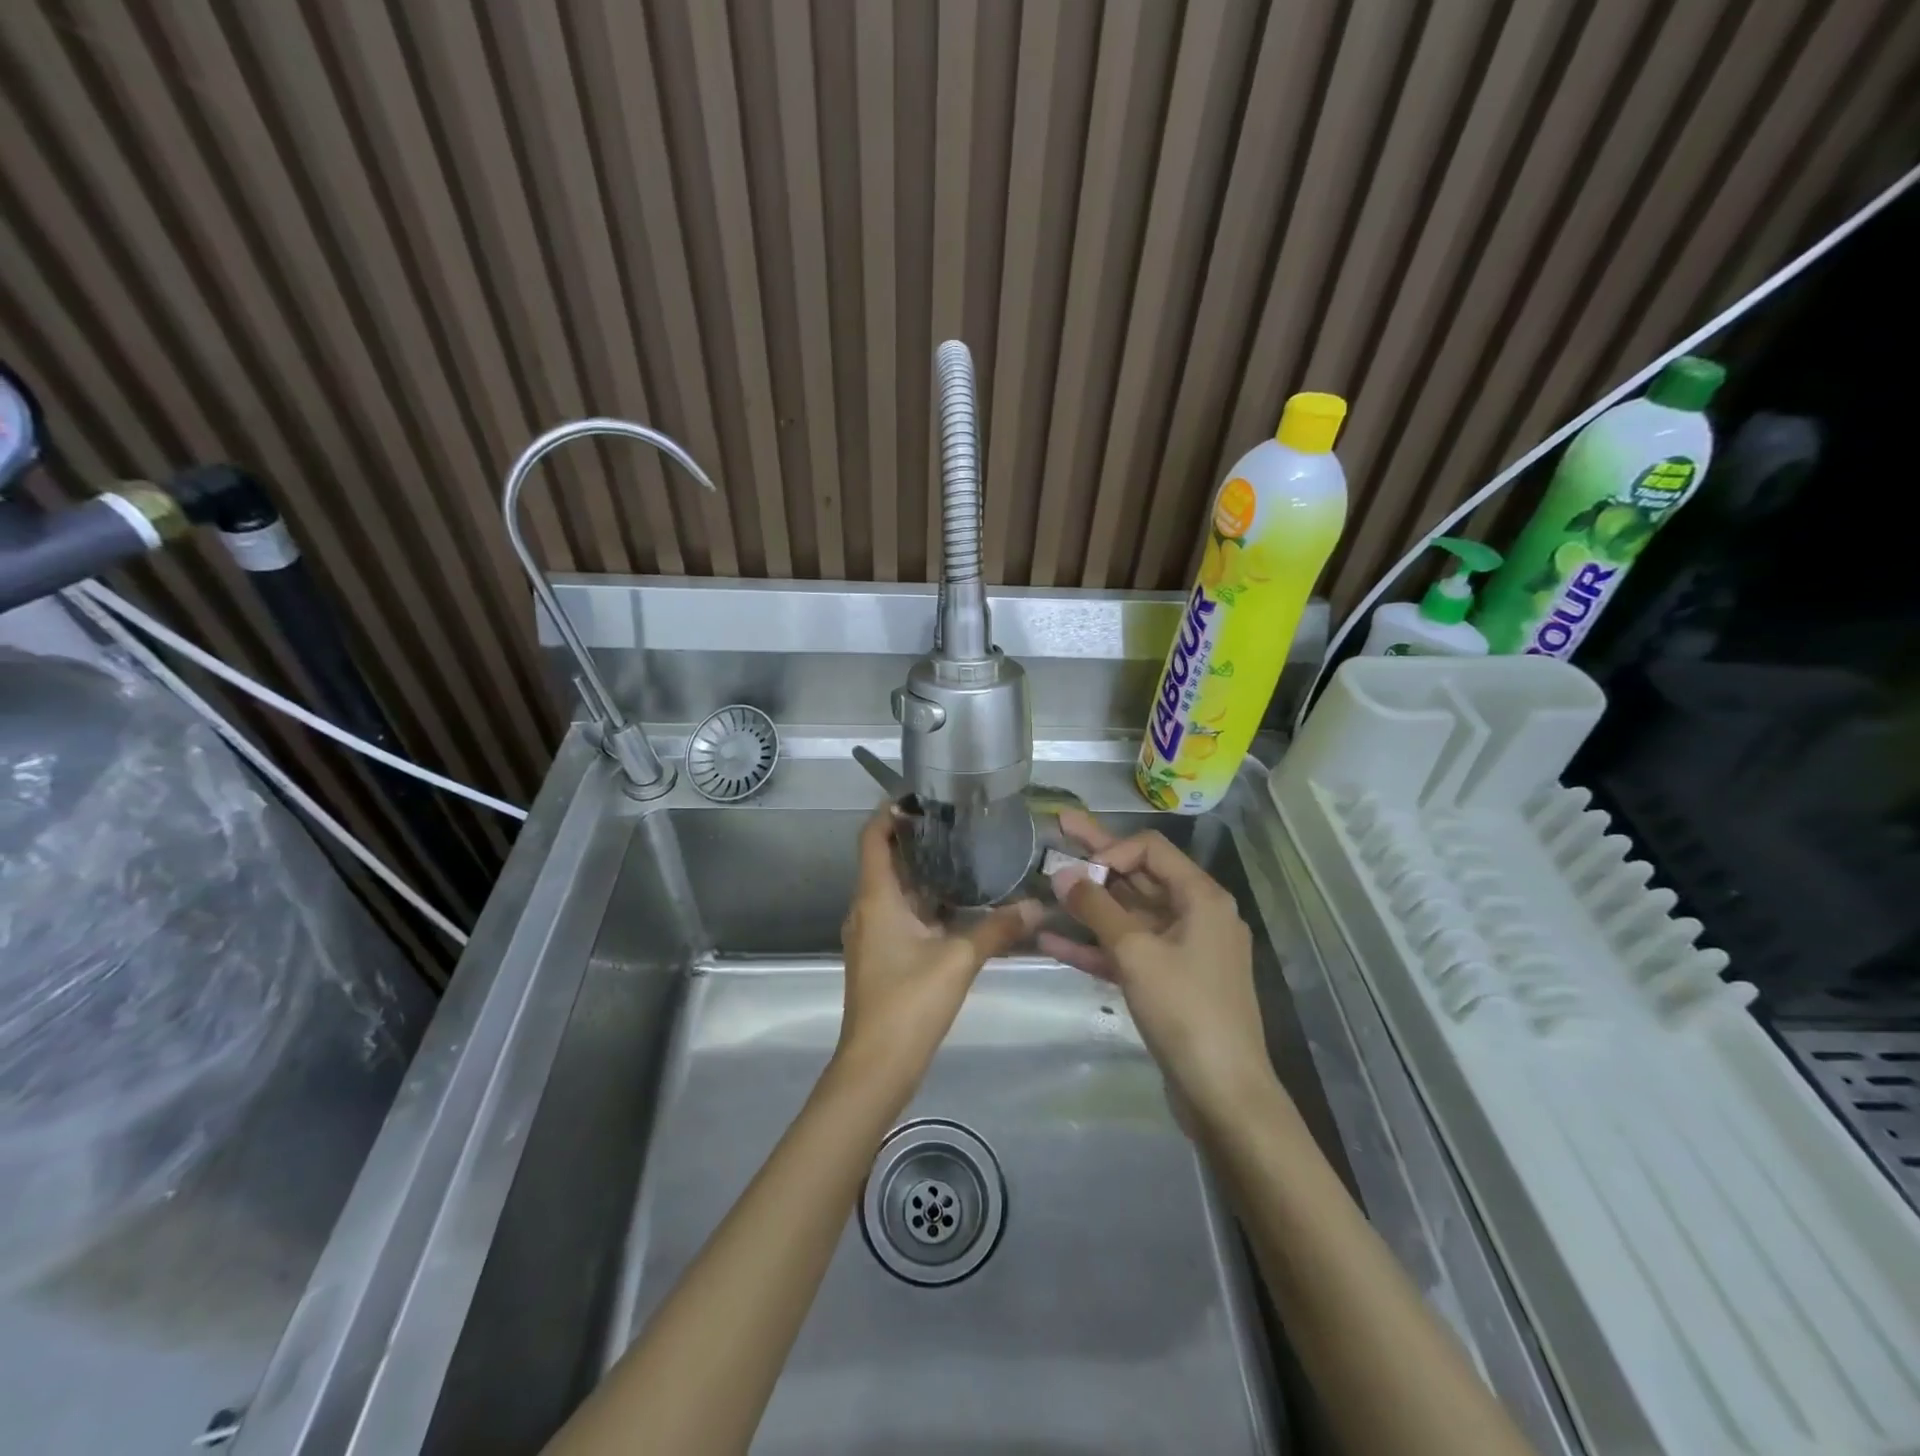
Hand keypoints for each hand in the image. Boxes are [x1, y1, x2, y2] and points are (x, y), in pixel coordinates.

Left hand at [837, 805, 1041, 1106]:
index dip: (890, 811)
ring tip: (963, 855)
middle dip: (915, 839)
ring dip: (922, 872)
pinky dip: (923, 903)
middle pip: (884, 860)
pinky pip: (899, 915)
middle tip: (956, 822)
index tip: (922, 796)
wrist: (876, 1066)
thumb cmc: (909, 1002)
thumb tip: (1038, 907)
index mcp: (876, 898)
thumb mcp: (959, 960)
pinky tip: (957, 906)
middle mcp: (867, 909)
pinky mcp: (880, 956)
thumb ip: (998, 929)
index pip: (873, 837)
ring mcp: (871, 935)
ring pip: (894, 890)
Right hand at [1040, 809, 1274, 1122]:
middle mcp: (1196, 914)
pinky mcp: (1169, 980)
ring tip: (1046, 886)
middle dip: (1097, 858)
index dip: (1111, 849)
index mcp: (1201, 897)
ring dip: (1089, 905)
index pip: (1151, 849)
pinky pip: (1129, 950)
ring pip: (1129, 915)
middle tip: (1058, 828)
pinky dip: (1096, 945)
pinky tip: (1053, 939)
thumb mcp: (1136, 953)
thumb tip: (1062, 874)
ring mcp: (1183, 949)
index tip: (1078, 872)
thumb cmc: (1185, 1010)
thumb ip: (1097, 908)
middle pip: (1139, 876)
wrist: (1223, 1093)